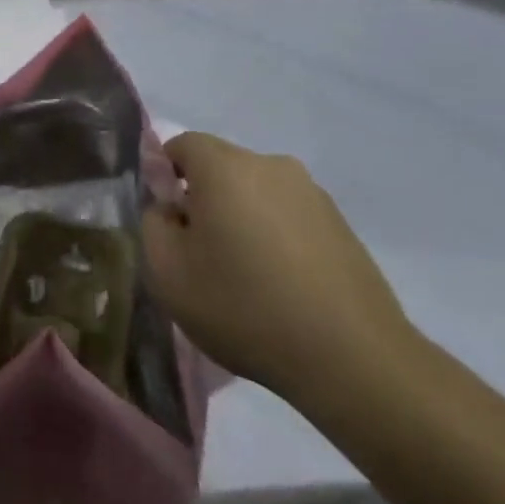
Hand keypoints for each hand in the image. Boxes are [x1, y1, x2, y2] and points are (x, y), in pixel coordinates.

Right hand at [142, 132, 414, 401]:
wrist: (351, 359)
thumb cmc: (243, 307)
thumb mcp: (166, 272)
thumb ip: (152, 224)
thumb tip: (168, 208)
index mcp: (225, 167)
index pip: (181, 144)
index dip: (163, 176)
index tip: (166, 222)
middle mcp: (271, 166)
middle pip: (221, 168)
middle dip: (202, 199)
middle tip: (198, 253)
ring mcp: (312, 194)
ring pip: (256, 193)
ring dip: (241, 219)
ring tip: (242, 275)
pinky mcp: (341, 225)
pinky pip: (288, 217)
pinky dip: (274, 238)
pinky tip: (278, 286)